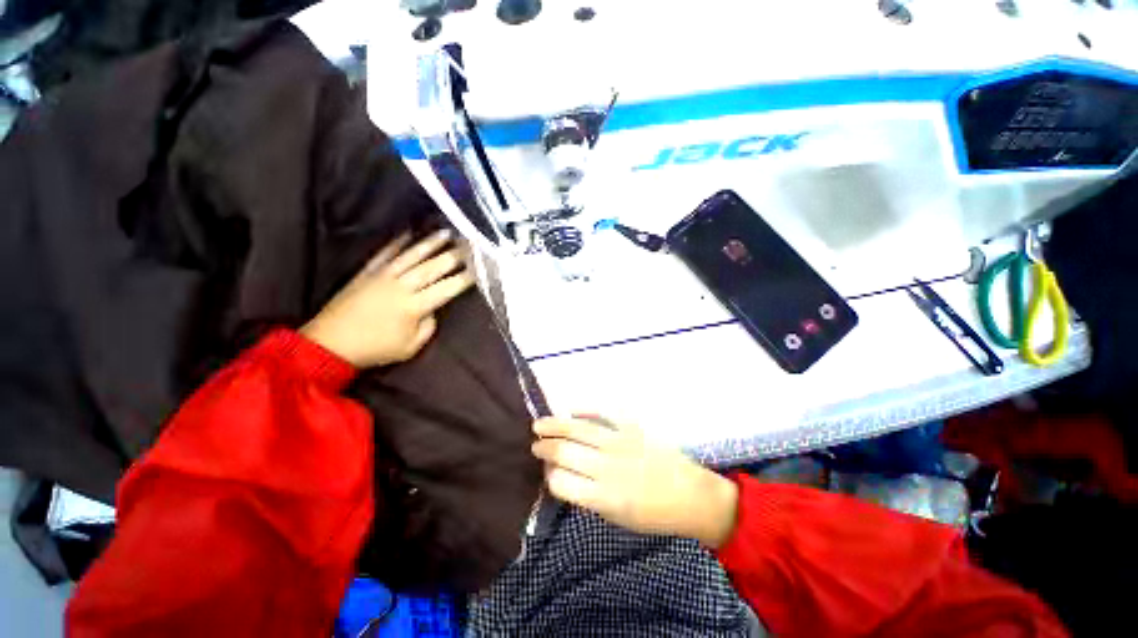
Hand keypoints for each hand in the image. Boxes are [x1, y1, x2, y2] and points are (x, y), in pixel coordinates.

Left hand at [301, 230, 474, 367]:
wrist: (330, 344)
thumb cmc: (375, 349)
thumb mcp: (411, 347)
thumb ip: (429, 326)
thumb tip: (433, 309)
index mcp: (414, 306)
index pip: (446, 288)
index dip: (464, 279)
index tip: (479, 270)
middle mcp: (401, 286)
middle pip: (432, 267)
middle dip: (454, 256)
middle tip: (469, 245)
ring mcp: (382, 276)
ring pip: (411, 256)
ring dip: (430, 243)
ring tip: (446, 233)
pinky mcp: (367, 272)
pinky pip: (385, 254)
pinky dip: (396, 243)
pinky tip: (407, 233)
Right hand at [532, 417, 738, 547]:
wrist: (692, 496)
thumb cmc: (654, 515)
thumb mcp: (617, 519)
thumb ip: (588, 497)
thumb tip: (564, 477)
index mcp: (604, 497)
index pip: (561, 482)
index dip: (548, 476)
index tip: (546, 472)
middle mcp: (608, 467)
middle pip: (565, 451)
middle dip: (545, 448)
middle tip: (535, 445)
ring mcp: (621, 443)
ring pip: (579, 429)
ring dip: (555, 425)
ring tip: (539, 424)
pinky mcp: (633, 428)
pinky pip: (604, 414)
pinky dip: (585, 411)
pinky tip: (571, 410)